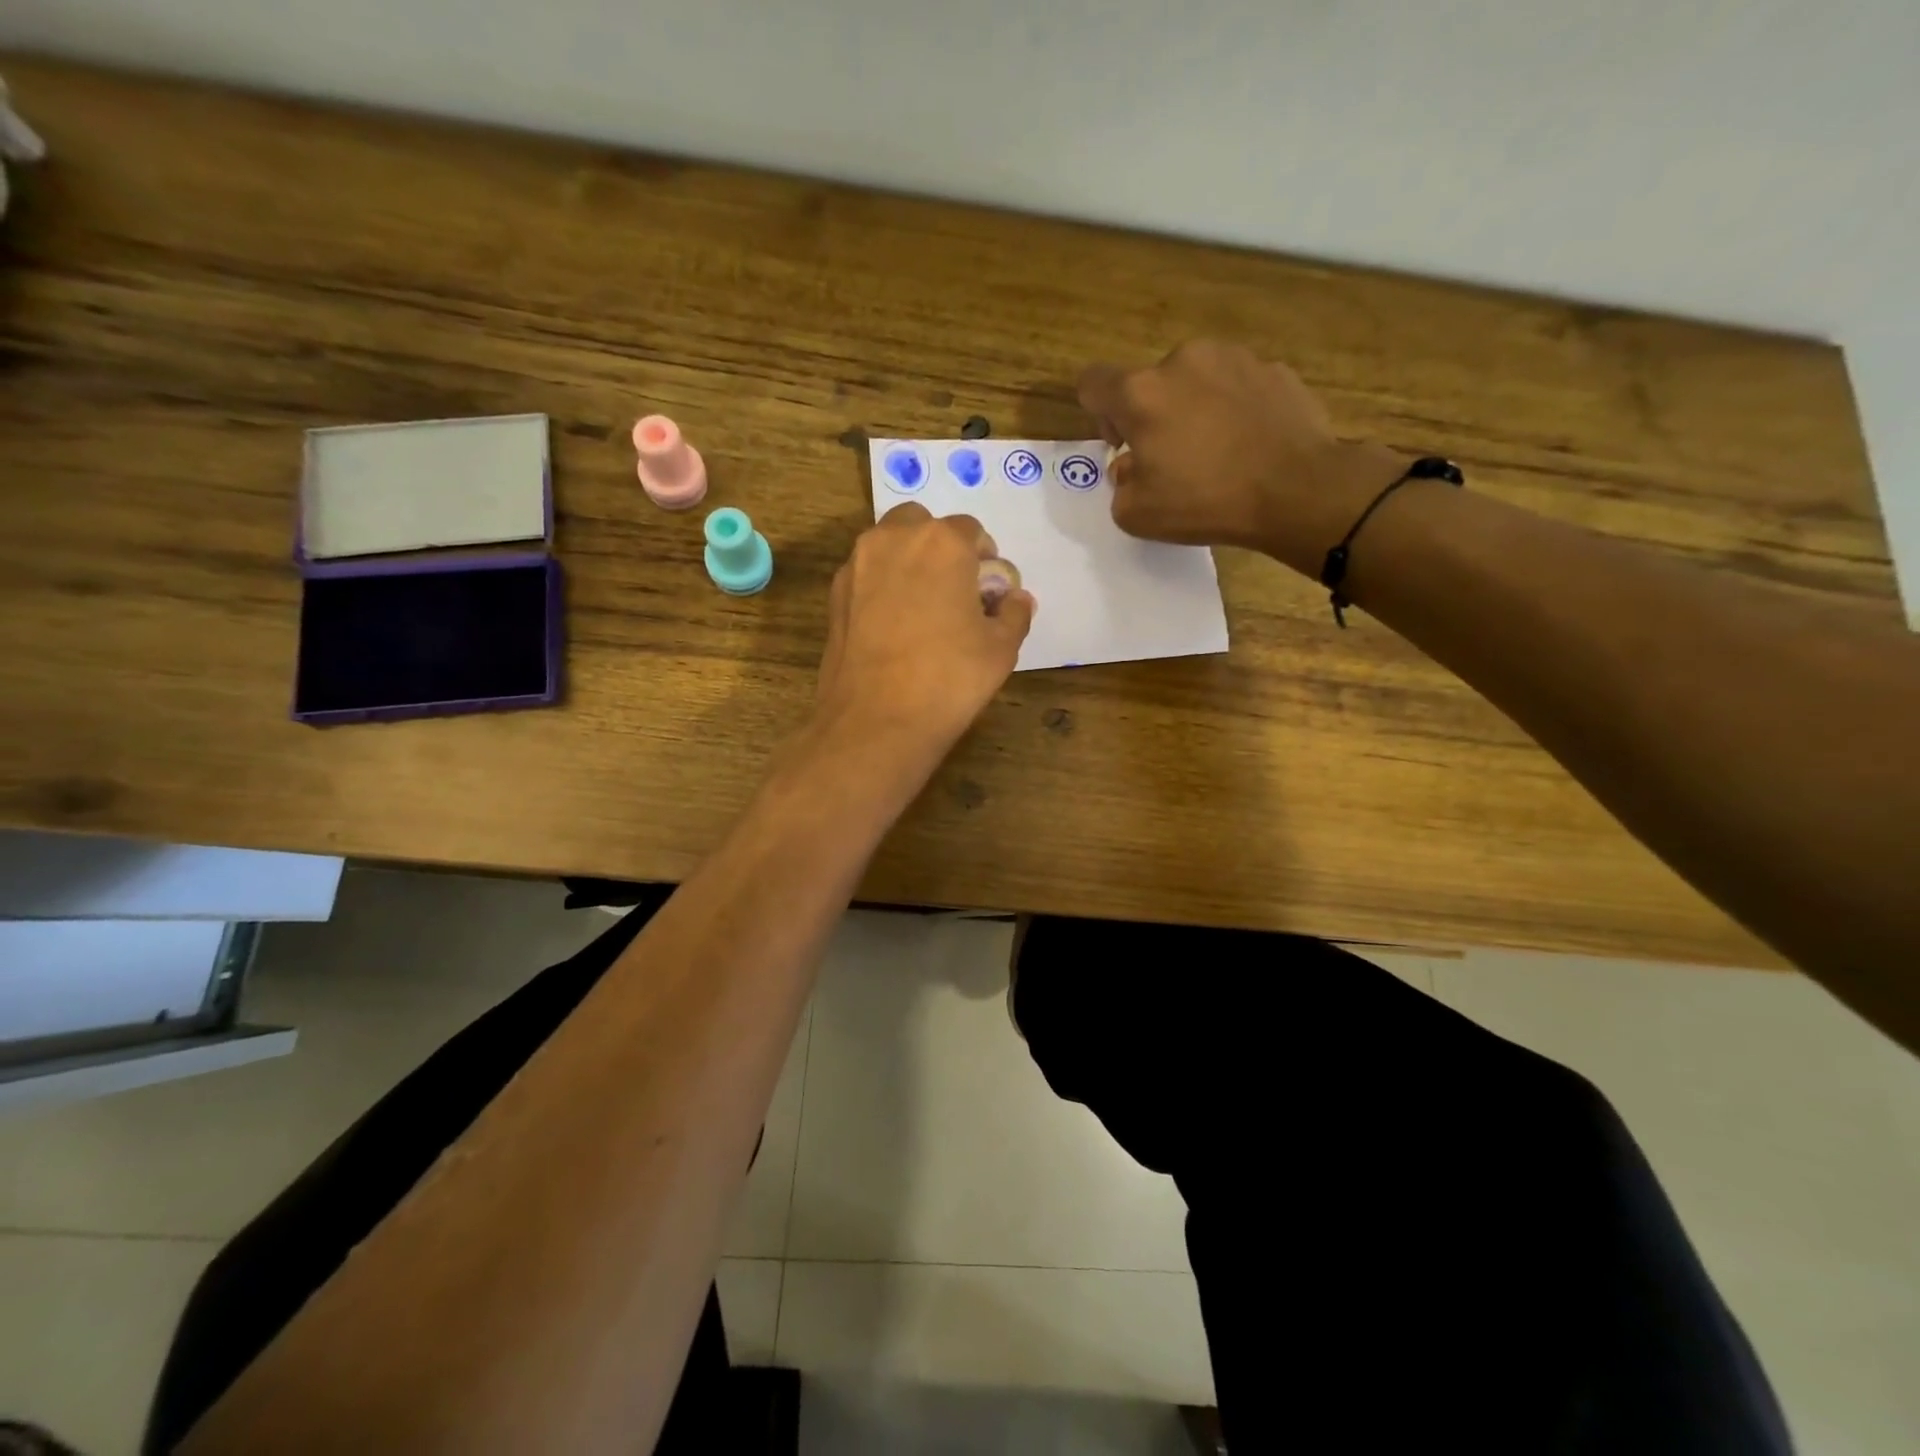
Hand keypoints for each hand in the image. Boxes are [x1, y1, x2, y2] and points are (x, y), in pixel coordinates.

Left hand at [811, 502, 1035, 771]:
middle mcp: (894, 539)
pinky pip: (866, 575)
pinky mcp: (834, 595)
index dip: (983, 559)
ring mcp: (857, 565)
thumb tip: (1016, 599)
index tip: (987, 591)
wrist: (876, 721)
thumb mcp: (1000, 649)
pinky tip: (893, 627)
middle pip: (922, 525)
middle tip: (953, 592)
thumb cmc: (949, 679)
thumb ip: (1014, 614)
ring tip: (922, 609)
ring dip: (908, 562)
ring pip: (888, 545)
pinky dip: (881, 586)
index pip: (971, 531)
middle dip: (940, 548)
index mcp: (942, 542)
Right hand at [1078, 340, 1408, 576]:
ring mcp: (1233, 359)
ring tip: (1216, 451)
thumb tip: (1131, 466)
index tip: (1123, 443)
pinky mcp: (1273, 369)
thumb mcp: (1136, 514)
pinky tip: (1249, 445)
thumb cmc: (1206, 502)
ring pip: (1195, 381)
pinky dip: (1234, 410)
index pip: (1093, 383)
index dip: (1098, 413)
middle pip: (1150, 383)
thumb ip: (1119, 485)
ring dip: (1194, 408)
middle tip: (1173, 459)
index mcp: (1141, 393)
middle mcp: (1183, 360)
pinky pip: (1237, 387)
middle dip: (1153, 416)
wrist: (1298, 490)